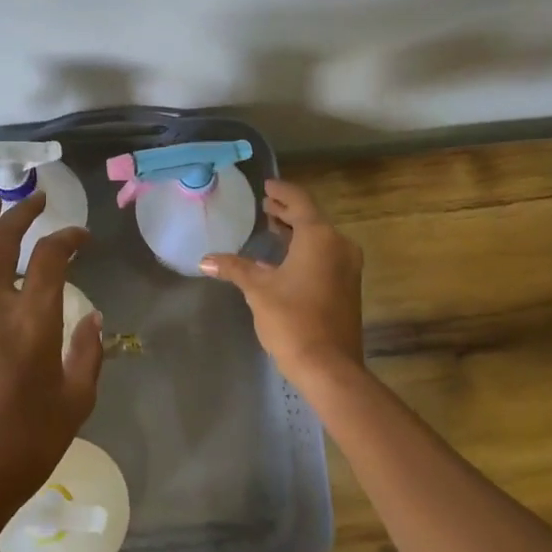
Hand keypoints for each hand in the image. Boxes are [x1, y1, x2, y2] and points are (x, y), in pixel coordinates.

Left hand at [0, 193, 103, 533]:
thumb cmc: (25, 445)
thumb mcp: (75, 403)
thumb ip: (87, 353)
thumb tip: (91, 318)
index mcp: (31, 321)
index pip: (50, 257)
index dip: (68, 237)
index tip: (82, 237)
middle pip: (0, 240)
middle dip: (19, 212)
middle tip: (36, 198)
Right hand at [201, 178, 364, 390]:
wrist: (329, 366)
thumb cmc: (292, 320)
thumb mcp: (258, 290)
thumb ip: (234, 268)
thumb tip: (205, 259)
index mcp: (319, 237)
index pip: (299, 201)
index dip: (282, 191)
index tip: (267, 185)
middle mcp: (339, 245)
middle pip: (311, 218)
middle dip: (287, 211)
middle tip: (266, 204)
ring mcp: (347, 267)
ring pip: (319, 238)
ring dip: (296, 232)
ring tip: (272, 227)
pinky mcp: (347, 286)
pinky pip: (324, 256)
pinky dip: (304, 250)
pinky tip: (283, 259)